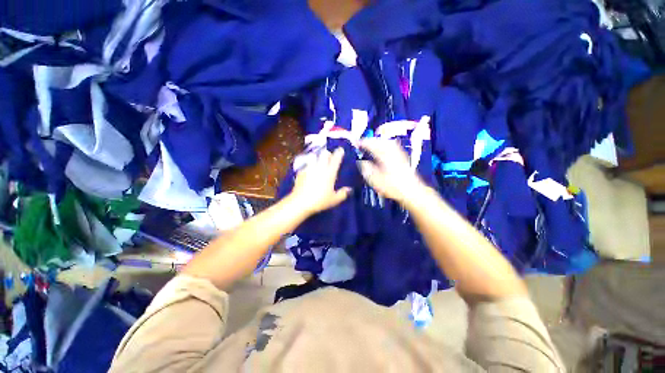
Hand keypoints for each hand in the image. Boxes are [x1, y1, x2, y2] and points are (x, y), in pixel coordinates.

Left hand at [290, 147, 350, 214]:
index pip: (335, 159)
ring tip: (318, 162)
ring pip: (313, 156)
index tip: (341, 149)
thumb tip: (349, 189)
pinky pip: (306, 165)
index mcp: (329, 173)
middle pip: (324, 153)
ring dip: (317, 157)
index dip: (339, 153)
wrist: (300, 202)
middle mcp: (319, 168)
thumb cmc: (319, 201)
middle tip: (329, 157)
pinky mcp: (301, 172)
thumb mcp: (334, 200)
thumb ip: (343, 194)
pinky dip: (309, 166)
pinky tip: (309, 172)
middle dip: (327, 153)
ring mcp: (309, 168)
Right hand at [358, 138, 424, 203]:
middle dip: (369, 140)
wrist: (411, 190)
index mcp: (384, 155)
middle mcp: (391, 150)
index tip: (355, 144)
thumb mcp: (375, 180)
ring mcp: (398, 152)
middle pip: (379, 140)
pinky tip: (382, 148)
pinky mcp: (402, 156)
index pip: (371, 144)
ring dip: (376, 141)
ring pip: (385, 142)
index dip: (362, 143)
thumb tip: (360, 162)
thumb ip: (366, 169)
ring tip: (369, 144)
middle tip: (361, 143)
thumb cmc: (392, 186)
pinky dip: (384, 144)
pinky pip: (391, 145)